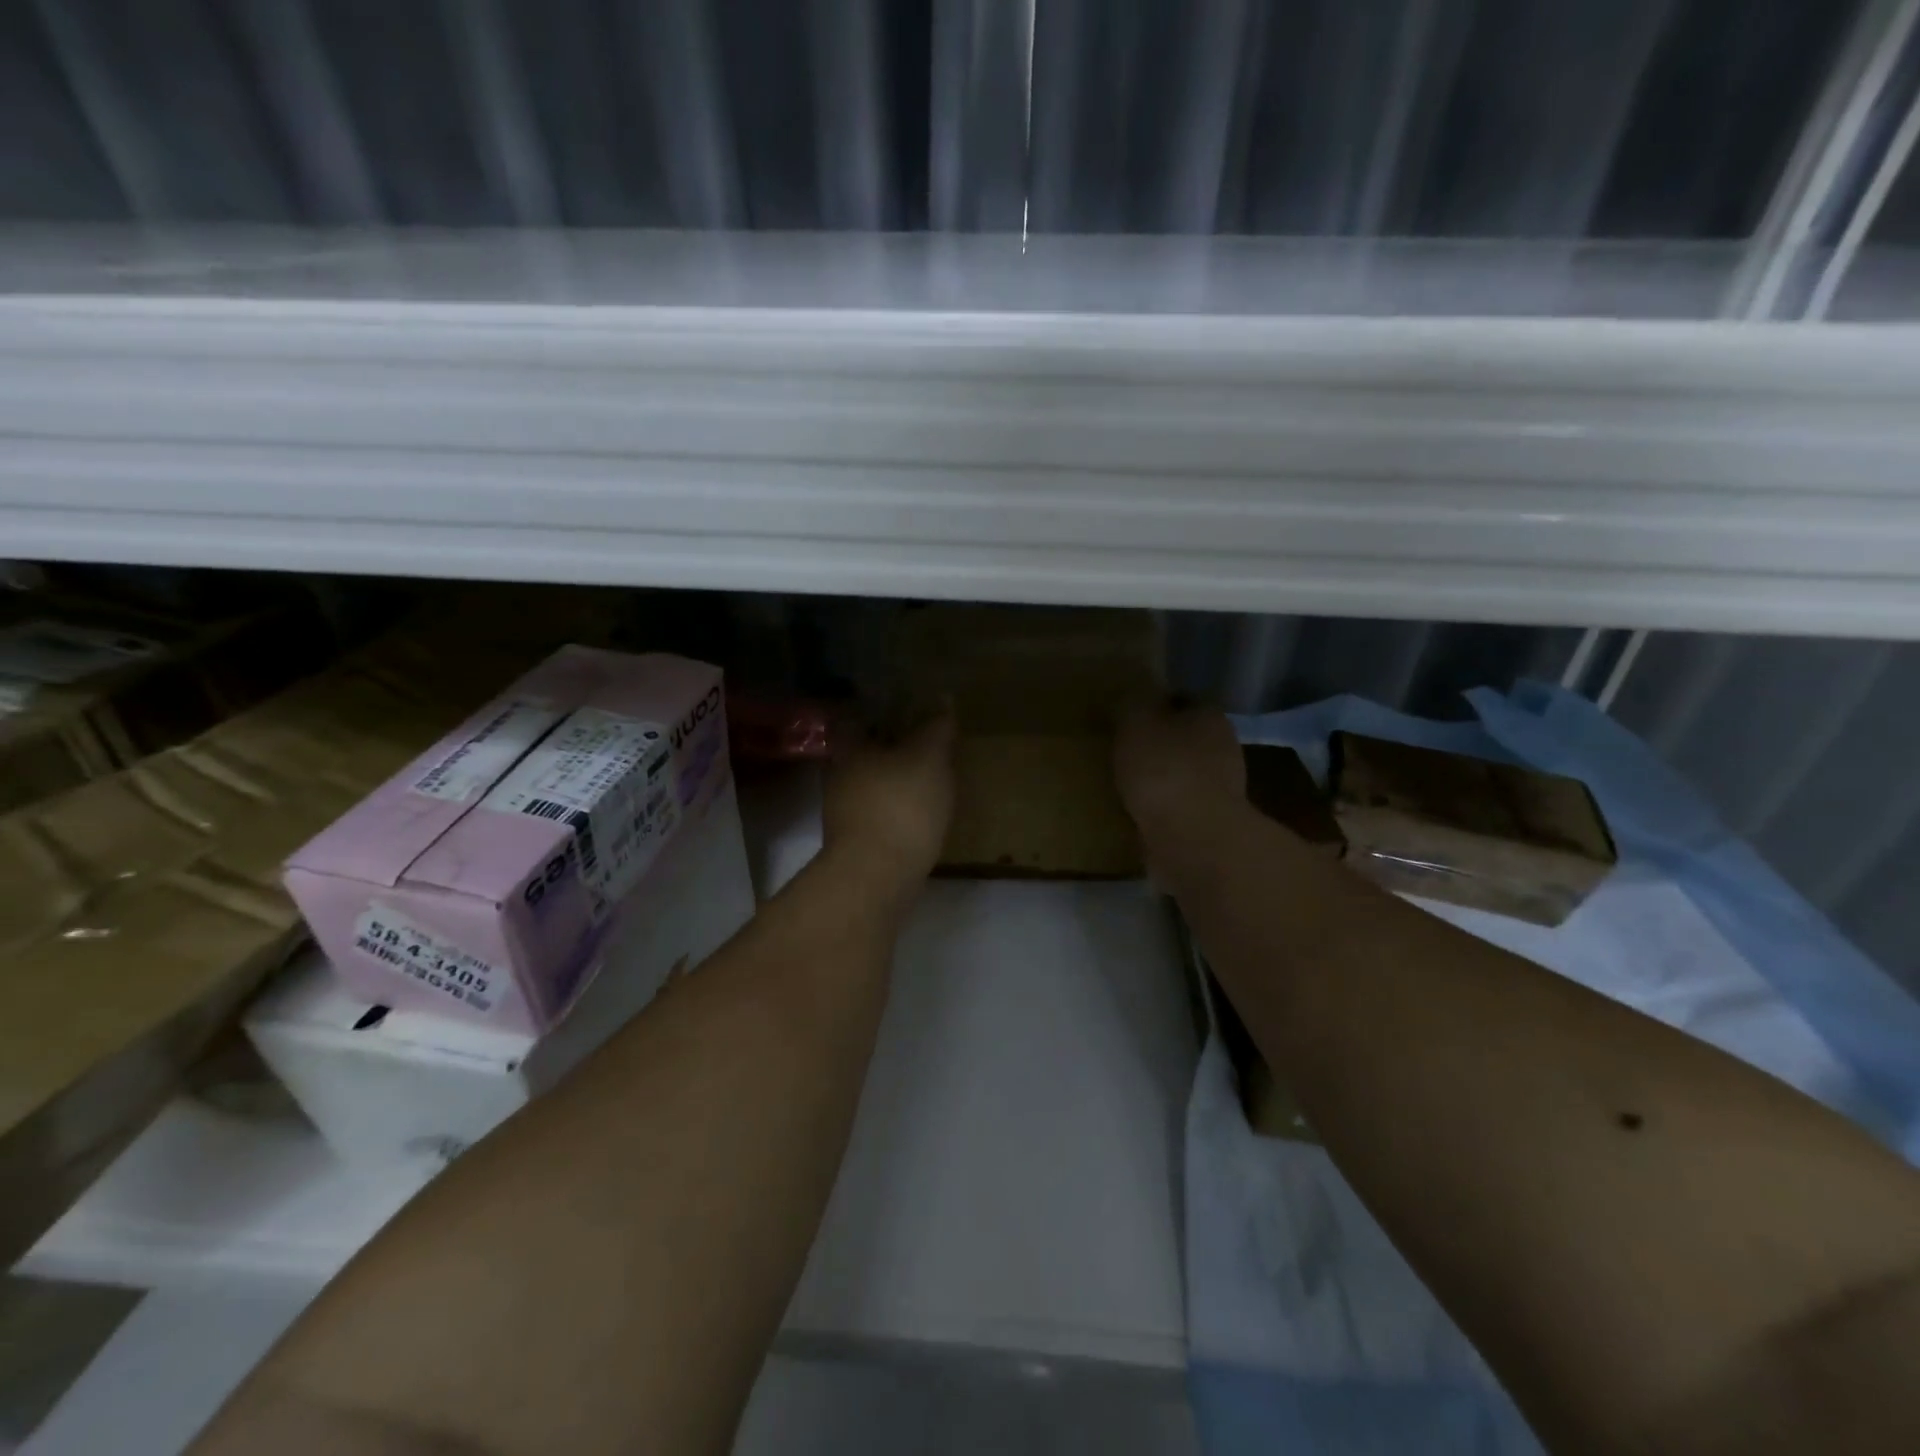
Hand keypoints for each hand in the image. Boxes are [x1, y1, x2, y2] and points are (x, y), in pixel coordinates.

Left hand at [822, 709, 956, 885]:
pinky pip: (878, 814)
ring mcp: (844, 813)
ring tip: (927, 778)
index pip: (857, 717)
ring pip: (870, 785)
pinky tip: (919, 813)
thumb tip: (942, 697)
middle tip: (923, 742)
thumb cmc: (900, 804)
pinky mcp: (856, 843)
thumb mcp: (928, 757)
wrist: (877, 876)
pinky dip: (896, 809)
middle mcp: (839, 777)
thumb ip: (936, 728)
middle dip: (889, 747)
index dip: (880, 710)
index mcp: (850, 749)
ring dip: (893, 781)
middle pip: (863, 753)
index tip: (906, 707)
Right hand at [1114, 699, 1243, 841]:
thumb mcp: (1136, 723)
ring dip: (1158, 780)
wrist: (1193, 839)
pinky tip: (1135, 814)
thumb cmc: (1164, 770)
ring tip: (1122, 785)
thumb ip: (1133, 705)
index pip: (1183, 700)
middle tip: (1121, 750)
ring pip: (1182, 775)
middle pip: (1185, 739)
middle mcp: (1224, 749)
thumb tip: (1134, 697)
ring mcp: (1220, 790)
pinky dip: (1160, 809)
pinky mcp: (1210, 824)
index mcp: (1210, 717)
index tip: (1128, 716)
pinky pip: (1178, 808)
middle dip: (1158, 744)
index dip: (1155, 704)